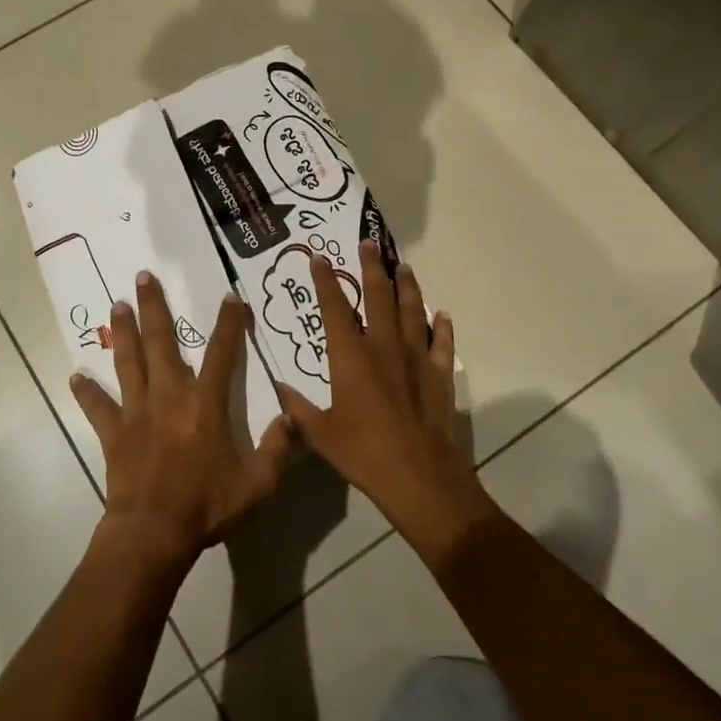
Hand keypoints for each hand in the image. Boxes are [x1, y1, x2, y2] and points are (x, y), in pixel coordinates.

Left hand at [71, 272, 293, 570]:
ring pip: (128, 362)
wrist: (153, 533)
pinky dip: (86, 392)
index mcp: (205, 405)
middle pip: (160, 342)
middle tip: (143, 277)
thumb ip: (277, 449)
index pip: (222, 354)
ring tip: (117, 305)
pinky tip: (75, 376)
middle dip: (153, 307)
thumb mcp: (256, 484)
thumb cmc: (206, 506)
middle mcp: (169, 397)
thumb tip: (293, 418)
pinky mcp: (113, 432)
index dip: (229, 324)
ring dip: (122, 332)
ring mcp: (137, 412)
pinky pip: (97, 407)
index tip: (230, 298)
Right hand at [276, 243, 496, 566]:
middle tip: (369, 243)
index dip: (325, 281)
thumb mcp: (320, 433)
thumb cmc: (363, 453)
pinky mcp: (440, 375)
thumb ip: (298, 408)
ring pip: (412, 311)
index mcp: (350, 357)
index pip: (334, 309)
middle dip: (371, 268)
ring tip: (403, 267)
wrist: (418, 476)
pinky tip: (441, 315)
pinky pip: (442, 343)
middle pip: (378, 297)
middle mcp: (383, 347)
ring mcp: (416, 358)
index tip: (319, 258)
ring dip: (407, 287)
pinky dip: (441, 327)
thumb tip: (278, 388)